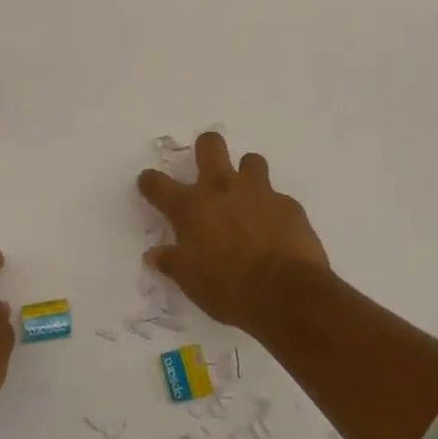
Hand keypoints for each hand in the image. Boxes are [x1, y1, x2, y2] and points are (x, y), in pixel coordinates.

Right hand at [136, 132, 329, 328]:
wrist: (286, 293)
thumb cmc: (229, 289)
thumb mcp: (190, 281)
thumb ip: (171, 262)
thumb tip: (153, 254)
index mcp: (191, 208)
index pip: (158, 184)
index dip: (149, 181)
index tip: (149, 182)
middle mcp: (222, 190)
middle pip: (210, 145)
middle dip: (205, 148)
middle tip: (207, 166)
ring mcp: (258, 192)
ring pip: (250, 160)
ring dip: (246, 173)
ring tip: (247, 195)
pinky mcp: (288, 204)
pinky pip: (278, 196)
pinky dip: (272, 208)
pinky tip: (275, 229)